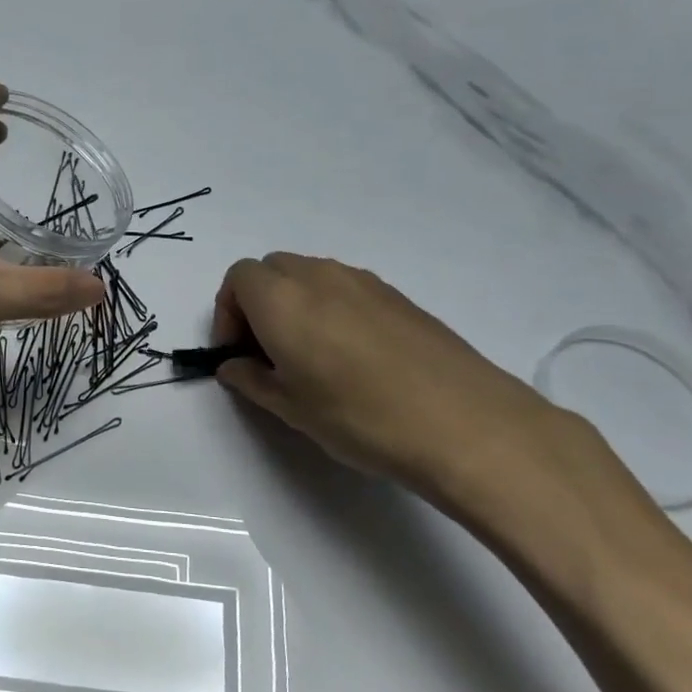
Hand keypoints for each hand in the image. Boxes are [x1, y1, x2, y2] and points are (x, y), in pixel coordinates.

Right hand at [212, 253, 636, 543]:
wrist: (463, 422)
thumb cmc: (359, 416)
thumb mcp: (291, 409)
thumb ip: (251, 380)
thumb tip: (233, 366)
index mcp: (281, 298)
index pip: (238, 278)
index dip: (228, 313)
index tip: (238, 354)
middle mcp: (318, 276)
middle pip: (272, 270)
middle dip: (258, 303)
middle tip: (268, 353)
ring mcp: (363, 281)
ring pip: (310, 276)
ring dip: (295, 303)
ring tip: (311, 356)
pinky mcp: (397, 295)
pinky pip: (346, 288)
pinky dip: (331, 308)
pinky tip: (354, 356)